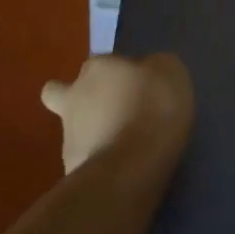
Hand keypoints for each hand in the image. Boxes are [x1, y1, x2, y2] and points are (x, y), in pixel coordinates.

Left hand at [41, 54, 194, 175]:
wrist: (129, 166)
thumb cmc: (152, 108)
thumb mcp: (171, 72)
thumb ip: (154, 68)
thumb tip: (148, 72)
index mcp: (98, 67)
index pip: (102, 63)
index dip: (117, 73)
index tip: (137, 86)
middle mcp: (75, 96)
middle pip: (63, 93)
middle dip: (80, 101)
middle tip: (111, 114)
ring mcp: (68, 135)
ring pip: (74, 130)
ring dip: (94, 135)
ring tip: (126, 149)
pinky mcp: (70, 170)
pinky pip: (85, 161)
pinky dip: (100, 163)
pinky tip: (123, 171)